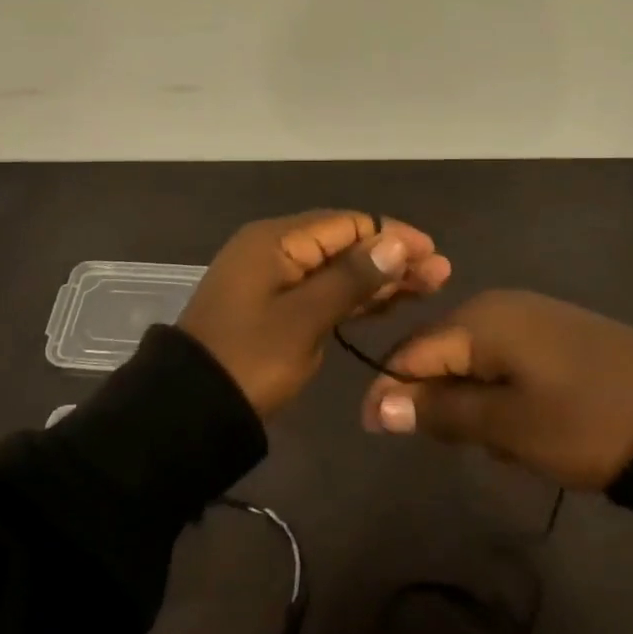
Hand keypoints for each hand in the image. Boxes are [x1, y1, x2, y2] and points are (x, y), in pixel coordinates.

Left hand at [179, 211, 451, 417]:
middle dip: (391, 257)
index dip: (392, 235)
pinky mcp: (276, 306)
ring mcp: (275, 278)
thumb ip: (351, 278)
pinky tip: (389, 304)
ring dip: (378, 277)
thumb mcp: (304, 319)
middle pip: (344, 243)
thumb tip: (395, 241)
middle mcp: (276, 249)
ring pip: (337, 269)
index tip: (432, 253)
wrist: (192, 409)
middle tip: (440, 275)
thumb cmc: (250, 359)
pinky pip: (323, 290)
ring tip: (428, 287)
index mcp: (276, 240)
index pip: (346, 224)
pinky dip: (354, 297)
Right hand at [360, 290, 632, 488]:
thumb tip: (379, 405)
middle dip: (442, 402)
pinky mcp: (559, 337)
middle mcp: (502, 306)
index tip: (374, 432)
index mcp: (482, 318)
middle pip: (443, 354)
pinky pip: (509, 365)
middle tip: (465, 448)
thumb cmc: (588, 421)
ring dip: (478, 406)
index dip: (390, 390)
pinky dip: (507, 399)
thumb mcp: (509, 424)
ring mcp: (534, 319)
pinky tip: (535, 431)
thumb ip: (442, 411)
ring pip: (477, 364)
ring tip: (509, 447)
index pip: (413, 351)